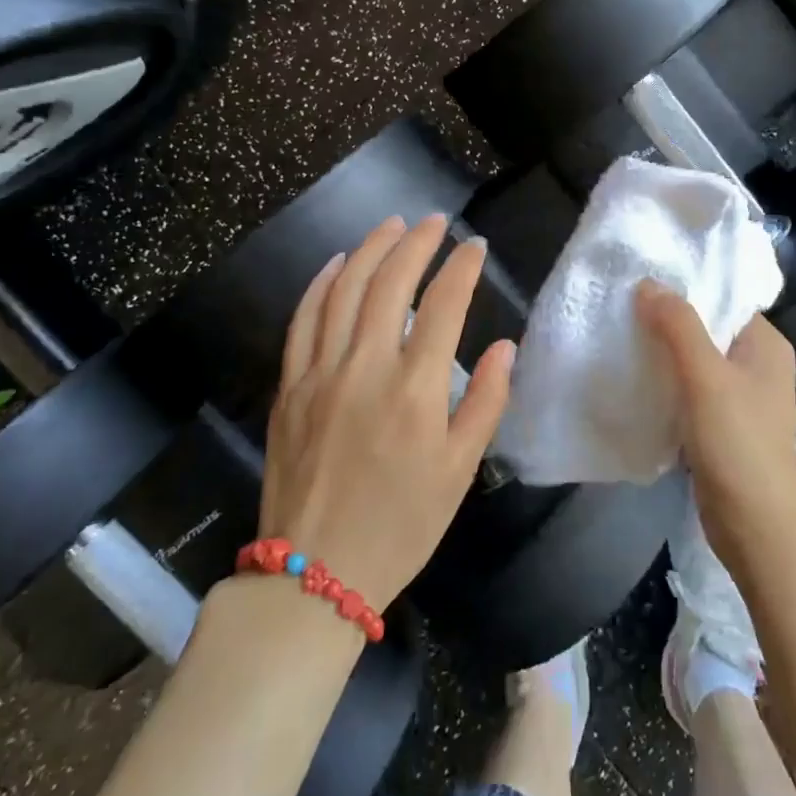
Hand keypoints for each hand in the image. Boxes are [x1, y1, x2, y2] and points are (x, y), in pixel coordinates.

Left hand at [260, 215, 512, 611]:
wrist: (315, 574)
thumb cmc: (400, 525)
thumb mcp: (459, 472)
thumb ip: (485, 403)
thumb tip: (505, 347)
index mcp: (415, 389)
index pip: (444, 304)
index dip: (462, 267)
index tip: (475, 247)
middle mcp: (366, 367)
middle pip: (391, 282)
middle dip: (416, 242)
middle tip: (435, 221)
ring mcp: (321, 372)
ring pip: (344, 289)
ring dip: (369, 249)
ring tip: (391, 225)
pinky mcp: (291, 386)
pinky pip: (303, 320)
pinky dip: (321, 283)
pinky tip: (337, 263)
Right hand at [636, 281, 795, 576]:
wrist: (755, 527)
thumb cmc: (738, 444)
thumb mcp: (705, 377)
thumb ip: (678, 326)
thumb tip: (648, 284)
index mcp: (766, 344)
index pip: (724, 298)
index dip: (686, 287)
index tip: (643, 279)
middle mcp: (757, 363)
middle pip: (707, 327)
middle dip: (668, 318)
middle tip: (624, 305)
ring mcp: (741, 396)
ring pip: (695, 359)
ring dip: (664, 351)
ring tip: (622, 334)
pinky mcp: (722, 423)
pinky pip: (690, 388)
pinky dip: (667, 380)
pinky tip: (635, 376)